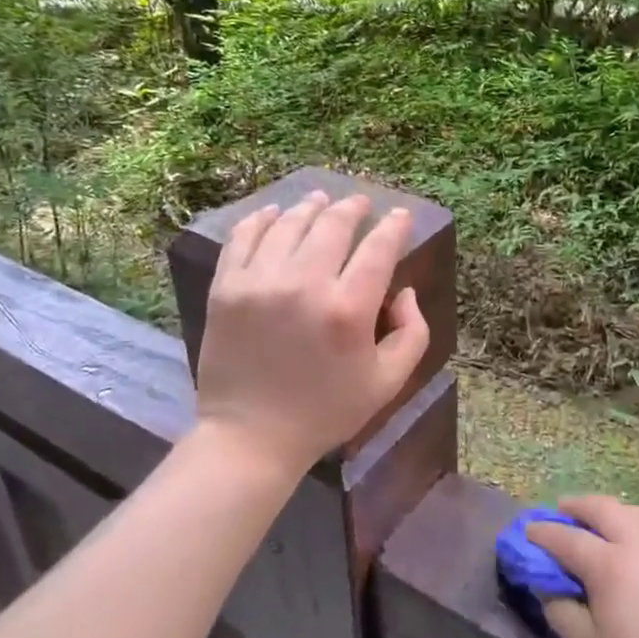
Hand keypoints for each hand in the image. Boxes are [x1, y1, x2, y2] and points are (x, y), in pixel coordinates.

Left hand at [195, 191, 430, 477]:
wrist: (250, 436)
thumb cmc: (326, 411)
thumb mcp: (388, 382)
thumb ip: (412, 332)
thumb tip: (403, 290)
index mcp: (348, 309)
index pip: (379, 248)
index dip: (394, 226)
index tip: (399, 215)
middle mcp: (305, 284)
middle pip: (334, 224)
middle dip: (353, 207)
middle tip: (359, 203)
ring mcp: (260, 282)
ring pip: (290, 223)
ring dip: (311, 206)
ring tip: (320, 201)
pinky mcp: (227, 287)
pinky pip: (245, 237)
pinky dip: (262, 219)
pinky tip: (274, 213)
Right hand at [527, 496, 638, 637]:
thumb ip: (563, 614)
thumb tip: (548, 587)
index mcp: (612, 566)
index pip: (568, 539)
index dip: (543, 533)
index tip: (526, 531)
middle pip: (605, 510)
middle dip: (577, 507)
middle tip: (560, 513)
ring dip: (613, 511)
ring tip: (601, 523)